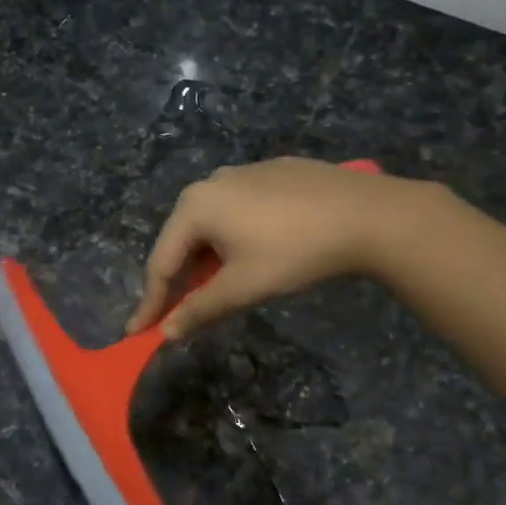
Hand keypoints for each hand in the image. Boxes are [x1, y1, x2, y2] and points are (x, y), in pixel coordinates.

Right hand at [127, 157, 436, 338]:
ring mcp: (246, 171)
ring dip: (210, 257)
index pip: (161, 262)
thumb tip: (167, 332)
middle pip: (184, 238)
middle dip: (180, 278)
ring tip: (219, 285)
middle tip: (179, 312)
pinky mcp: (277, 171)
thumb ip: (199, 309)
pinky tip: (258, 251)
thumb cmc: (295, 252)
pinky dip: (237, 235)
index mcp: (196, 206)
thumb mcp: (243, 287)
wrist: (368, 214)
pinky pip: (242, 209)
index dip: (150, 302)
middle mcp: (213, 181)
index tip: (137, 333)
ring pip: (214, 222)